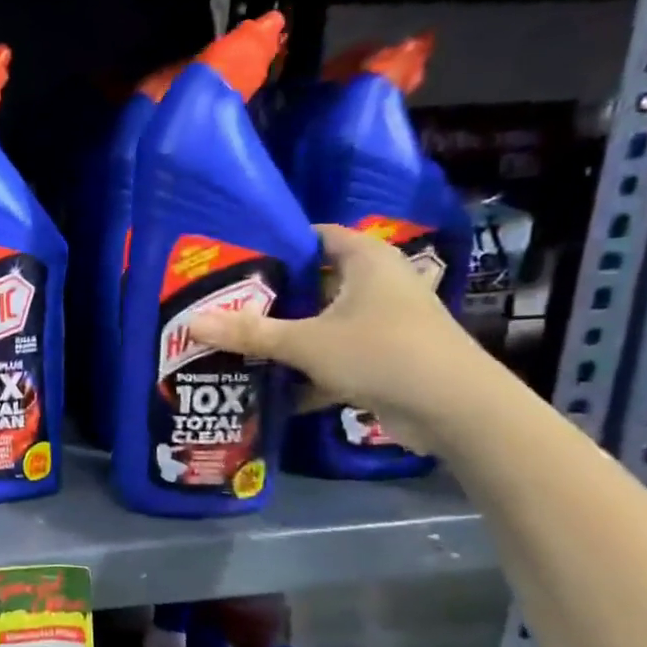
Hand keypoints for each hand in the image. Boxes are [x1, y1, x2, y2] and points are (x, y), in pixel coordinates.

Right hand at [189, 223, 497, 454]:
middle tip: (221, 303)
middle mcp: (376, 284)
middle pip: (312, 282)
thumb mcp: (306, 342)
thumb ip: (249, 333)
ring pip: (320, 322)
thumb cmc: (382, 352)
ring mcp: (381, 322)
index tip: (232, 259)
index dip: (274, 244)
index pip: (314, 236)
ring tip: (234, 341)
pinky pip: (332, 355)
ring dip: (284, 336)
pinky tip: (268, 386)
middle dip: (270, 296)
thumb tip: (190, 323)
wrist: (456, 410)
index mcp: (365, 260)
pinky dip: (305, 370)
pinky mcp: (382, 358)